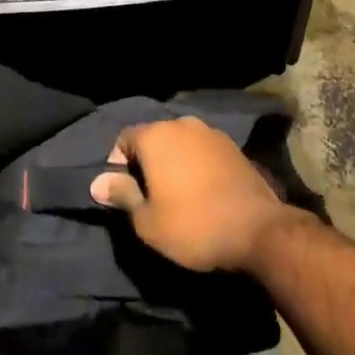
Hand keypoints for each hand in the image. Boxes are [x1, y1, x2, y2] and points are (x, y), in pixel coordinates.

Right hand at [90, 117, 297, 272]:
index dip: (118, 165)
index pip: (124, 139)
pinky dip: (194, 164)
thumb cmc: (193, 226)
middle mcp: (181, 124)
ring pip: (179, 142)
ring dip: (172, 162)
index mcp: (156, 136)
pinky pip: (201, 150)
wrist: (256, 230)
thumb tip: (97, 181)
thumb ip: (122, 195)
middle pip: (152, 138)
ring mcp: (209, 132)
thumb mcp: (147, 221)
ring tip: (176, 195)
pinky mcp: (231, 145)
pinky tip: (201, 190)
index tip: (124, 194)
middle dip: (146, 162)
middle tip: (148, 197)